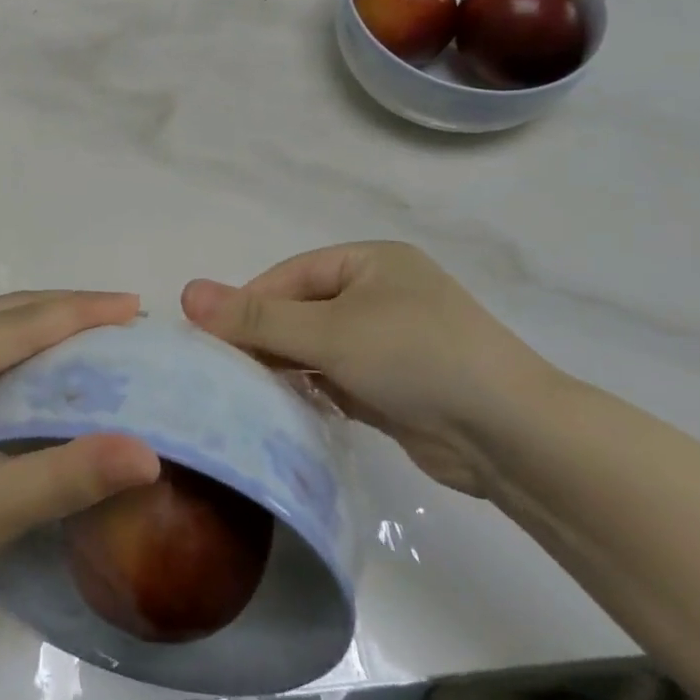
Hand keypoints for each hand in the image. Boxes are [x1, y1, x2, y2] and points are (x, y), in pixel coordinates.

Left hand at [0, 291, 160, 654]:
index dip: (78, 312)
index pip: (14, 325)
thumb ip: (73, 474)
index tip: (134, 305)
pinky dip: (24, 352)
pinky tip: (55, 365)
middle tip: (125, 315)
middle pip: (2, 315)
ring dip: (45, 326)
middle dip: (65, 310)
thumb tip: (150, 454)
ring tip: (100, 330)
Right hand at [181, 242, 553, 496]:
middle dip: (263, 338)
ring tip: (242, 393)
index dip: (247, 304)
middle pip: (300, 311)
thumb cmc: (417, 357)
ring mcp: (388, 342)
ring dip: (283, 368)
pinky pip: (335, 379)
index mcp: (369, 262)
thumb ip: (257, 317)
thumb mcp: (330, 331)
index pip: (289, 277)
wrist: (513, 437)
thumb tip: (187, 293)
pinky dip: (309, 391)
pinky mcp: (393, 386)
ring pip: (315, 348)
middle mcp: (378, 295)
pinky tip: (281, 410)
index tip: (207, 338)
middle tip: (219, 370)